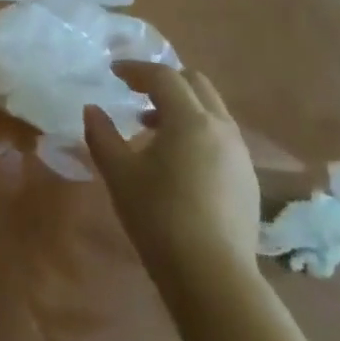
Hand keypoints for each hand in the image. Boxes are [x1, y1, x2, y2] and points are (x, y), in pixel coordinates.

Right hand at [84, 62, 262, 316]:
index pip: (164, 77)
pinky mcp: (246, 178)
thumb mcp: (118, 172)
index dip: (135, 69)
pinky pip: (219, 136)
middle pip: (196, 85)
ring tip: (149, 127)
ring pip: (211, 111)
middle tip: (134, 92)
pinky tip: (173, 158)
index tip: (112, 71)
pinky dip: (195, 130)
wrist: (210, 271)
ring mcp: (240, 154)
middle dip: (164, 81)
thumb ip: (102, 134)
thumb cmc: (157, 214)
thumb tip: (93, 109)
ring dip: (180, 107)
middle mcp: (222, 129)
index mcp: (190, 121)